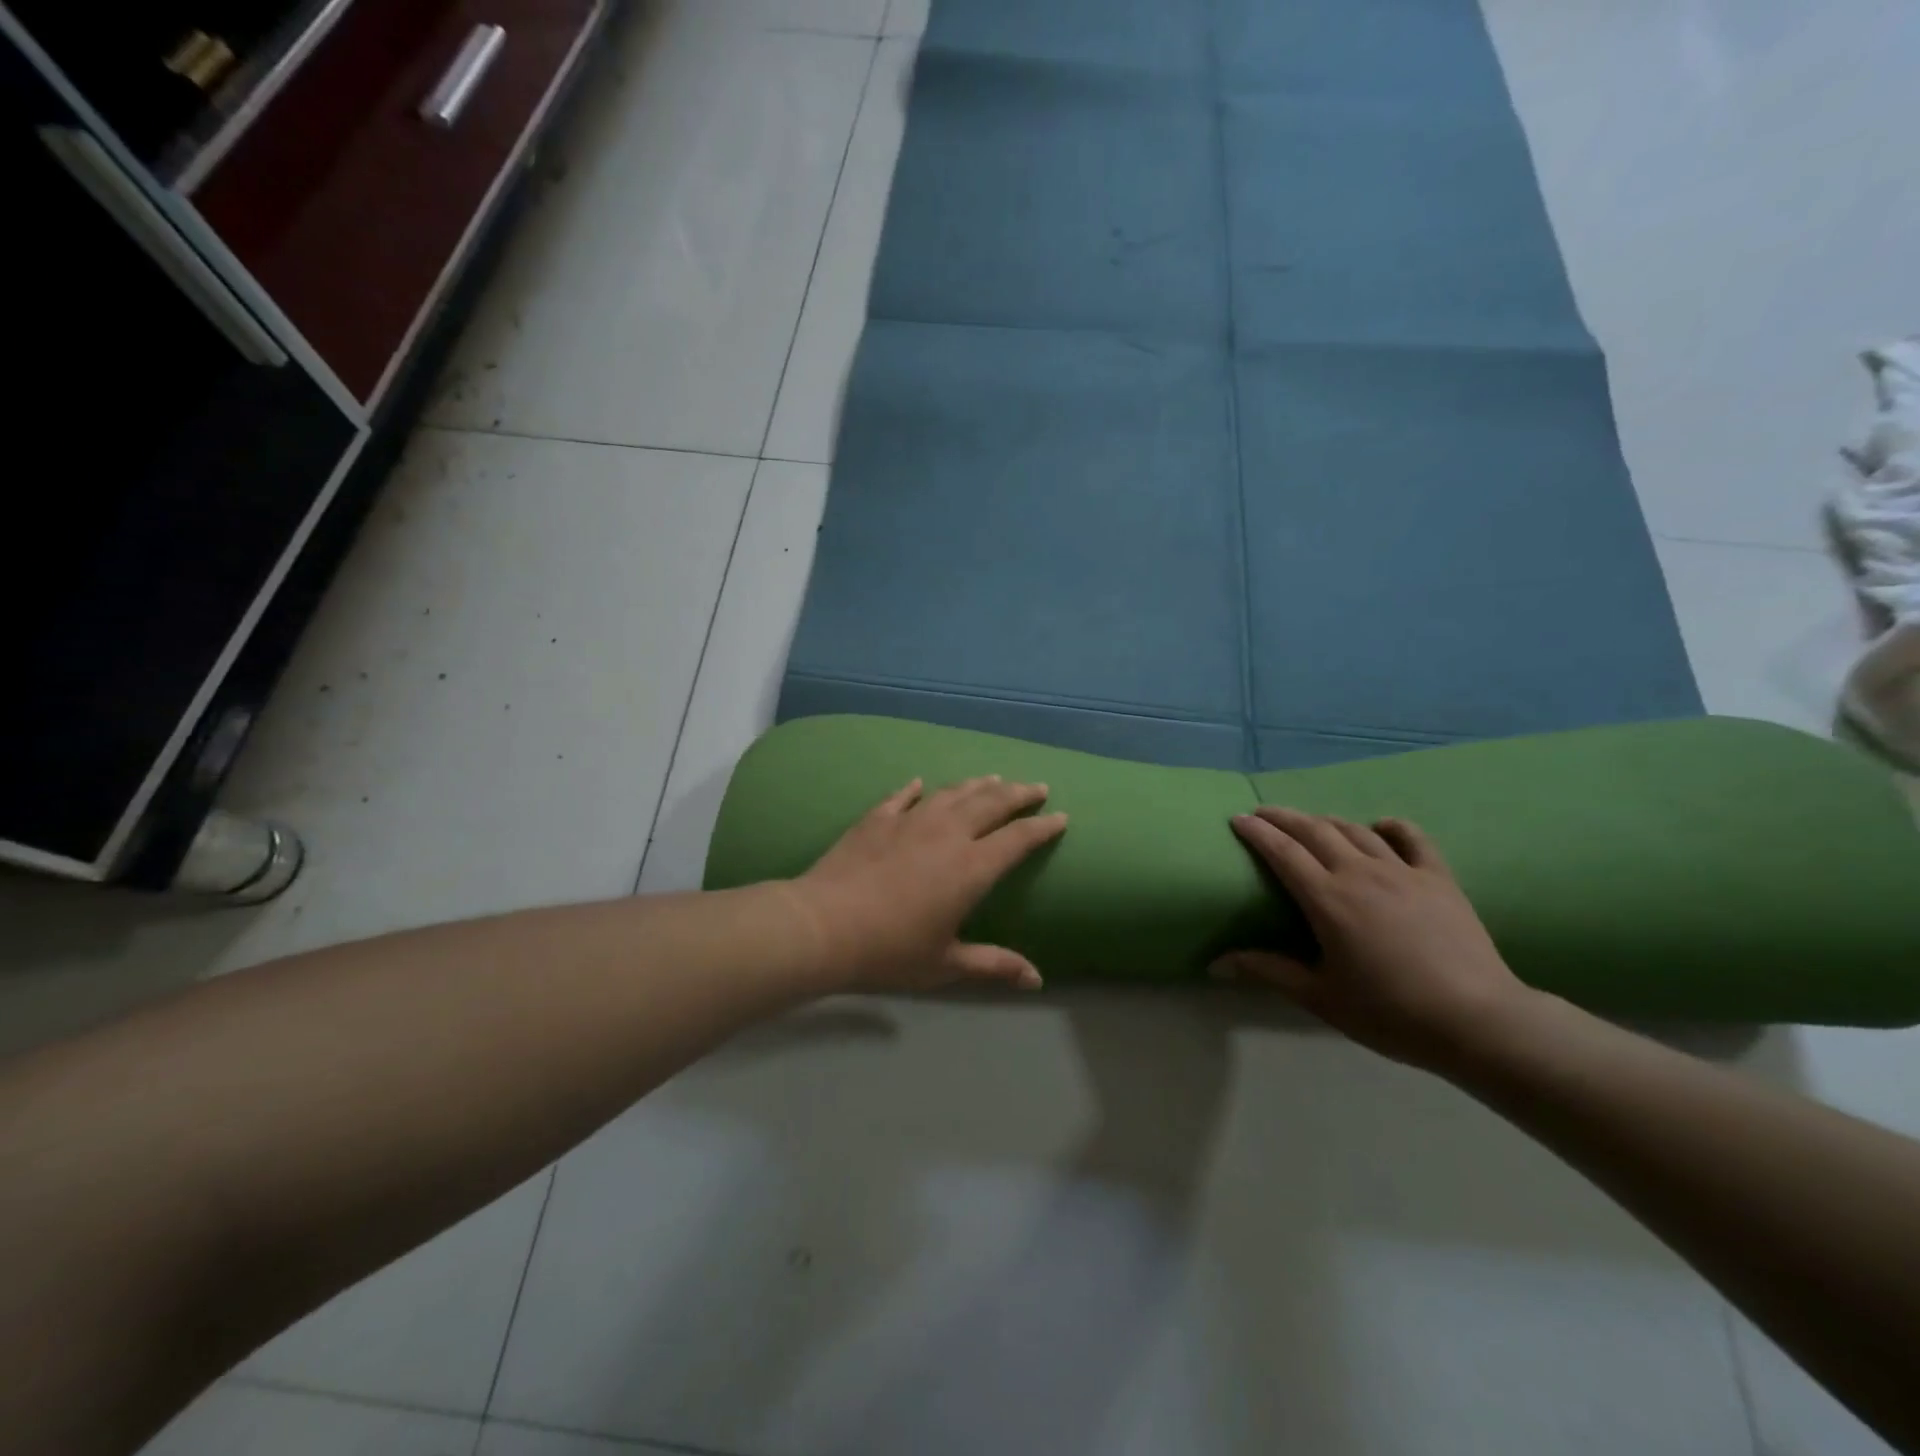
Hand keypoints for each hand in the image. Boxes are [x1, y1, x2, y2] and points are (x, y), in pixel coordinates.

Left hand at [790, 776, 1067, 993]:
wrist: (823, 925)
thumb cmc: (889, 951)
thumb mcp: (945, 965)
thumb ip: (992, 965)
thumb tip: (1036, 979)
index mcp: (971, 868)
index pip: (1017, 839)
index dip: (1042, 827)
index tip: (1060, 816)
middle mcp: (947, 834)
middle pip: (991, 804)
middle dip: (1018, 794)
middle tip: (1035, 787)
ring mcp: (910, 820)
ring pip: (952, 793)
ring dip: (977, 785)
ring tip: (993, 779)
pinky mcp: (877, 819)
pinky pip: (902, 796)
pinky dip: (915, 788)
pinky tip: (920, 783)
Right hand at [1214, 808, 1532, 1071]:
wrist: (1478, 1021)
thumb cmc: (1391, 1012)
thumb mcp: (1321, 997)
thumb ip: (1269, 972)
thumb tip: (1216, 963)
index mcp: (1328, 900)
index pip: (1282, 852)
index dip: (1257, 832)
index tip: (1238, 818)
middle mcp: (1360, 874)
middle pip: (1315, 830)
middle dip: (1284, 817)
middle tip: (1263, 813)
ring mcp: (1402, 872)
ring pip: (1356, 830)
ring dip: (1326, 820)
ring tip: (1310, 822)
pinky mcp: (1438, 879)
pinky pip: (1412, 839)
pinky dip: (1391, 826)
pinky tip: (1380, 826)